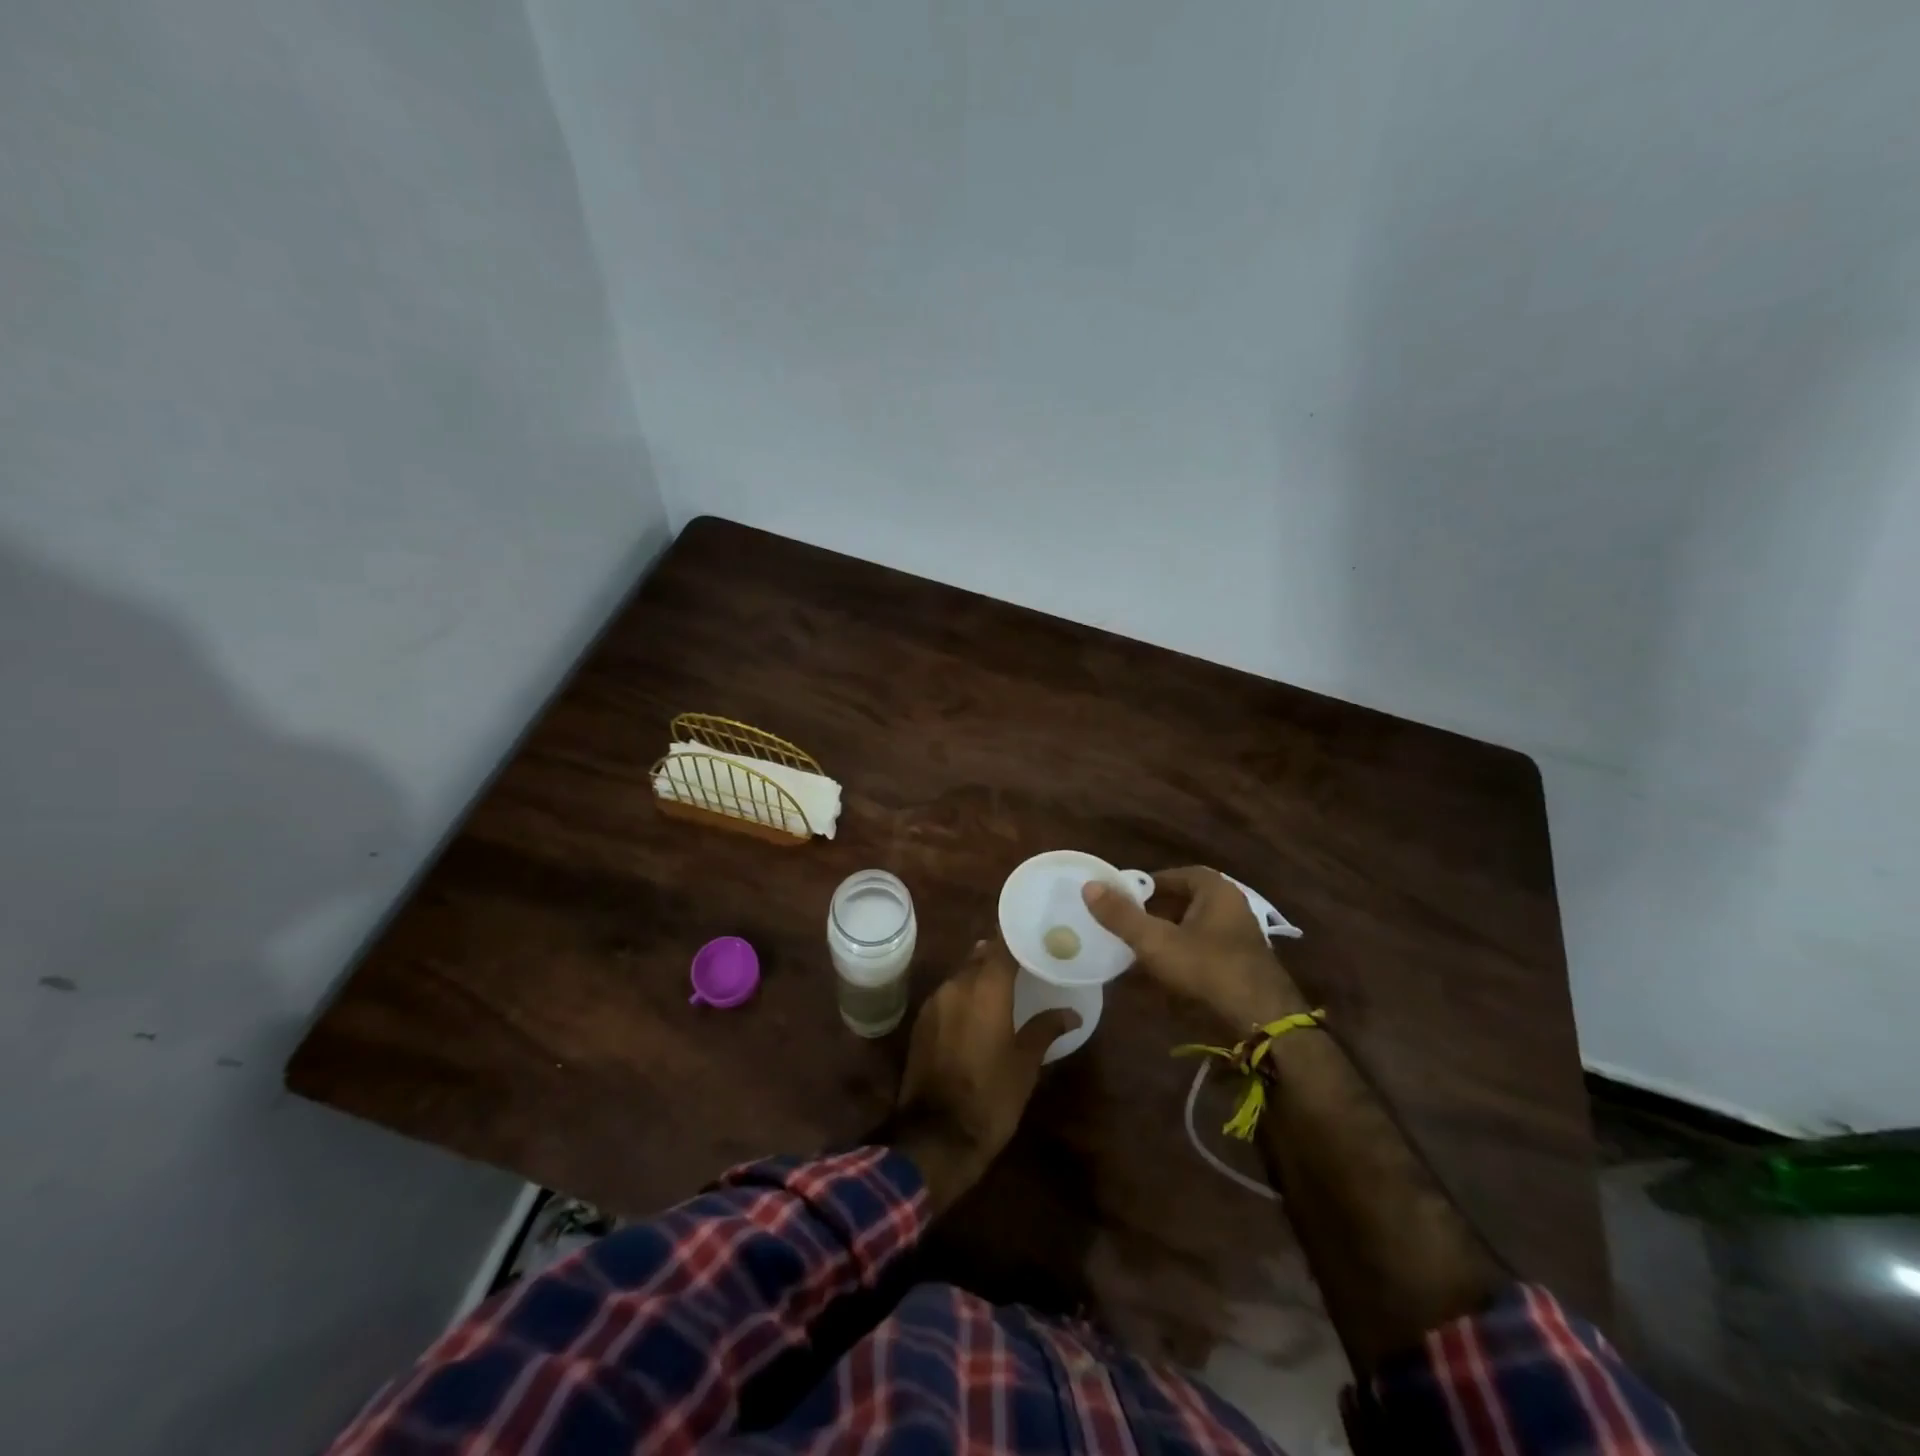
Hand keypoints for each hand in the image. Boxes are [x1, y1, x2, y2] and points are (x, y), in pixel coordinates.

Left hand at [892, 939, 1078, 1211]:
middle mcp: (956, 985)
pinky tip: (977, 1014)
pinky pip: (947, 997)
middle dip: (999, 959)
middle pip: (980, 957)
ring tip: (1003, 991)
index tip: (1036, 938)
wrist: (936, 1137)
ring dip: (980, 979)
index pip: (1002, 945)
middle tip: (1025, 967)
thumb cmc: (991, 1096)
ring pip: (961, 976)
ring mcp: (934, 1003)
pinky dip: (963, 998)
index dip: (1018, 939)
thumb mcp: (1026, 1064)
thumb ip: (1045, 1029)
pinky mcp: (920, 1023)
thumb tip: (1071, 1013)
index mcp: (985, 987)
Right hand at [1082, 866, 1307, 1033]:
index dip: (1147, 885)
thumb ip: (1122, 915)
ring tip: (1137, 947)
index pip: (1174, 876)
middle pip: (1183, 900)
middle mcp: (1231, 905)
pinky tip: (1162, 972)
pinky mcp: (1240, 963)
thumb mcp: (1156, 940)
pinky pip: (1203, 948)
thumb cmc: (1207, 968)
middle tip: (1125, 923)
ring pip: (1192, 926)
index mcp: (1215, 890)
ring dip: (1166, 934)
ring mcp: (1239, 936)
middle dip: (1153, 911)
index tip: (1122, 898)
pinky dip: (1182, 954)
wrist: (1261, 1019)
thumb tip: (1089, 886)